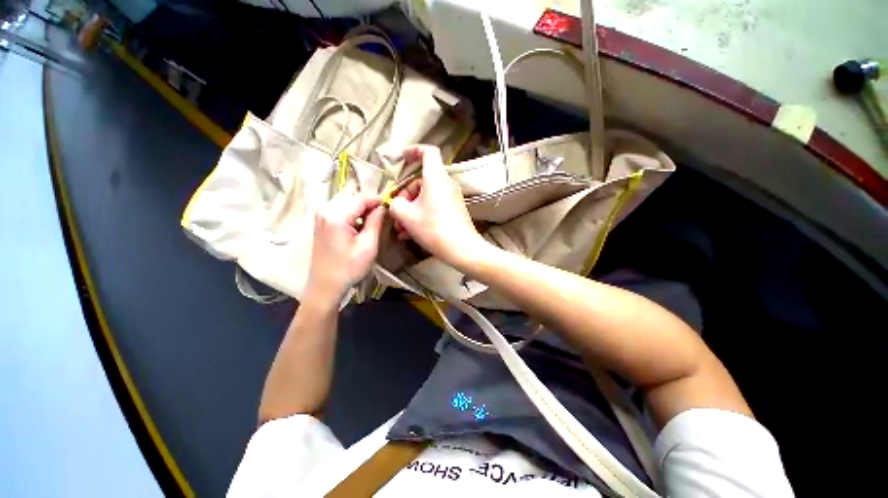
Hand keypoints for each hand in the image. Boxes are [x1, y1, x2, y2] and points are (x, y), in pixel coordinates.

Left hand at [306, 191, 384, 304]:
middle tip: (384, 215)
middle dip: (370, 205)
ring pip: (347, 203)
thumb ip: (376, 222)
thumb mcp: (368, 246)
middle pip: (353, 198)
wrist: (325, 286)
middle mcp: (325, 210)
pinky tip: (361, 226)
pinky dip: (353, 215)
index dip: (378, 200)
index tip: (392, 205)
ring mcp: (321, 216)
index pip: (361, 198)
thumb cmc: (349, 269)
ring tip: (375, 221)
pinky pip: (340, 210)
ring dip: (362, 210)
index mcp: (336, 216)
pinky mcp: (321, 222)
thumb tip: (383, 207)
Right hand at [389, 146, 488, 268]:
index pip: (428, 152)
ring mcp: (450, 198)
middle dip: (405, 196)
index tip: (402, 158)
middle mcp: (445, 184)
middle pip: (420, 181)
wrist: (462, 249)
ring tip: (401, 229)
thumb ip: (395, 204)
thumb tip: (395, 203)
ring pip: (425, 197)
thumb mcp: (407, 216)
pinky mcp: (453, 210)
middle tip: (396, 213)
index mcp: (435, 178)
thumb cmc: (434, 228)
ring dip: (410, 210)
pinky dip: (420, 215)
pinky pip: (432, 207)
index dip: (414, 150)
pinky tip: (410, 233)